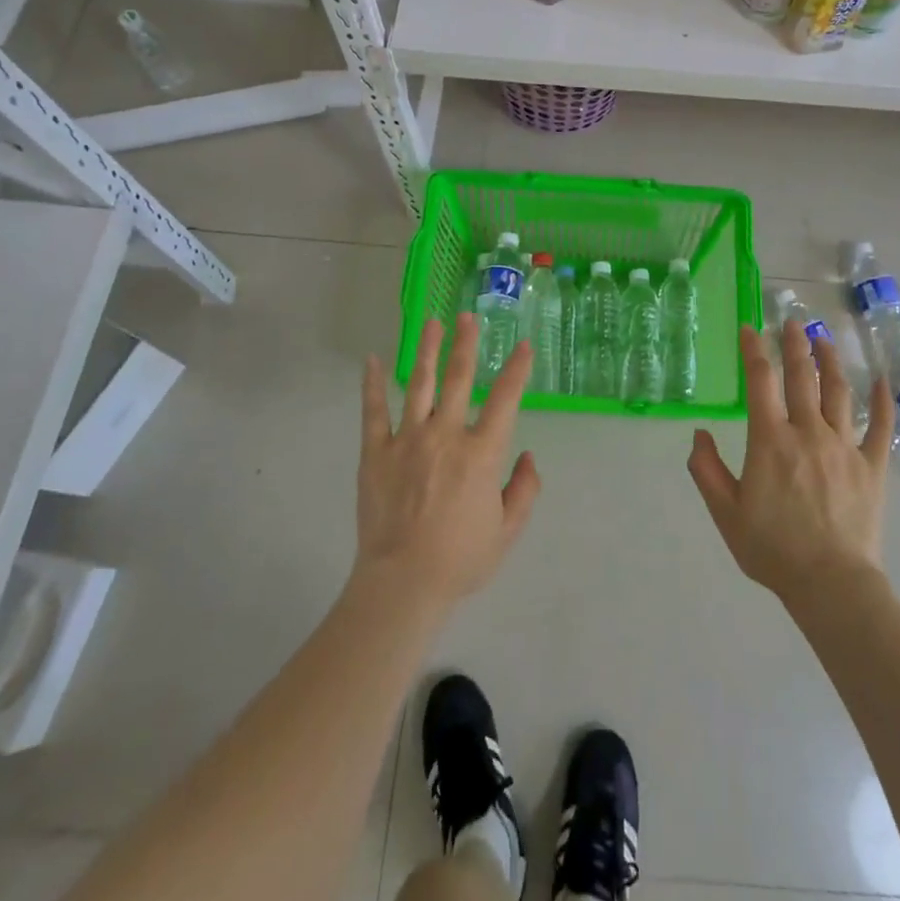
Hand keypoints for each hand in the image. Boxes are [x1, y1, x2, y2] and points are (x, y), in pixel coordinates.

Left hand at [356, 314, 540, 612]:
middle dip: (465, 344)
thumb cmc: (461, 559)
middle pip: (459, 378)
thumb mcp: (508, 531)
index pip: (505, 399)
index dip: (517, 370)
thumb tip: (529, 455)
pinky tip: (371, 360)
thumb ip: (525, 490)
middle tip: (467, 316)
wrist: (403, 583)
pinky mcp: (376, 452)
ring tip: (430, 323)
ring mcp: (407, 440)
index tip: (523, 345)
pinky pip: (373, 411)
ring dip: (426, 350)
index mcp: (482, 453)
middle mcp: (446, 435)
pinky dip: (371, 384)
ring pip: (419, 384)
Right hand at [688, 319, 893, 603]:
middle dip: (794, 344)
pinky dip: (883, 401)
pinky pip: (881, 426)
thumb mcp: (725, 512)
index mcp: (770, 440)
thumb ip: (706, 470)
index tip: (749, 328)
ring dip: (830, 360)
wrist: (830, 584)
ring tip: (823, 338)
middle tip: (791, 320)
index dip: (753, 350)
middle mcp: (808, 432)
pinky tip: (883, 380)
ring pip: (839, 392)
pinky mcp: (872, 466)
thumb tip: (700, 434)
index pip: (760, 382)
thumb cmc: (772, 549)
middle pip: (802, 376)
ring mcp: (845, 446)